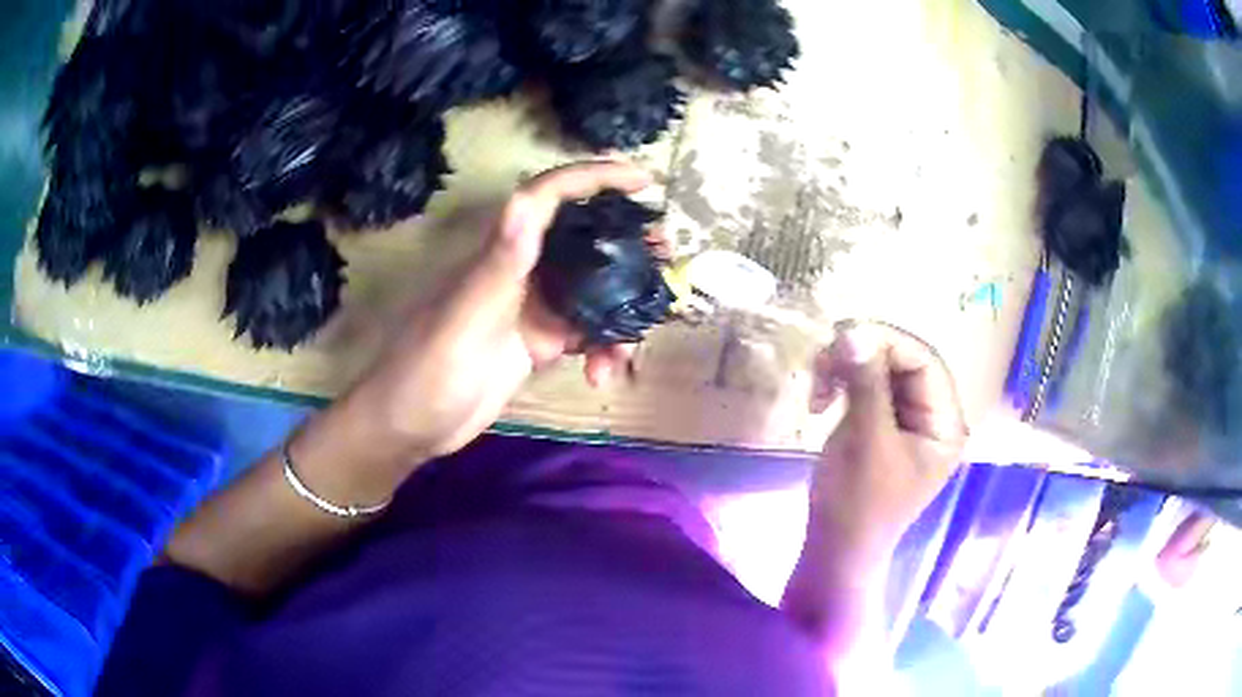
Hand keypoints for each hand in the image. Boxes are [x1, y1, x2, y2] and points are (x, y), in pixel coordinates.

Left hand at [302, 162, 651, 499]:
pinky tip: (602, 375)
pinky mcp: (538, 342)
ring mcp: (532, 307)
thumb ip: (499, 264)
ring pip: (592, 289)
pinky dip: (602, 349)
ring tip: (636, 342)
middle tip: (665, 261)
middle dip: (628, 246)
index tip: (643, 180)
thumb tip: (525, 200)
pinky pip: (585, 332)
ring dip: (620, 311)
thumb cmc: (427, 370)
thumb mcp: (464, 317)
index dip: (596, 178)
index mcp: (500, 253)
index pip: (550, 196)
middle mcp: (521, 270)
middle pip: (583, 239)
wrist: (411, 426)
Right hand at [809, 322, 967, 564]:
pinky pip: (867, 387)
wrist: (835, 550)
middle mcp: (933, 416)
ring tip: (816, 388)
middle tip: (820, 363)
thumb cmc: (856, 505)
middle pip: (903, 362)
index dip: (885, 343)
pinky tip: (821, 400)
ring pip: (881, 371)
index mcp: (945, 423)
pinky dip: (843, 385)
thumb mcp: (865, 441)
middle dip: (861, 357)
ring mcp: (908, 420)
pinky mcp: (883, 425)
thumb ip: (865, 383)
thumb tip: (853, 329)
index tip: (840, 340)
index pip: (924, 361)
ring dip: (846, 370)